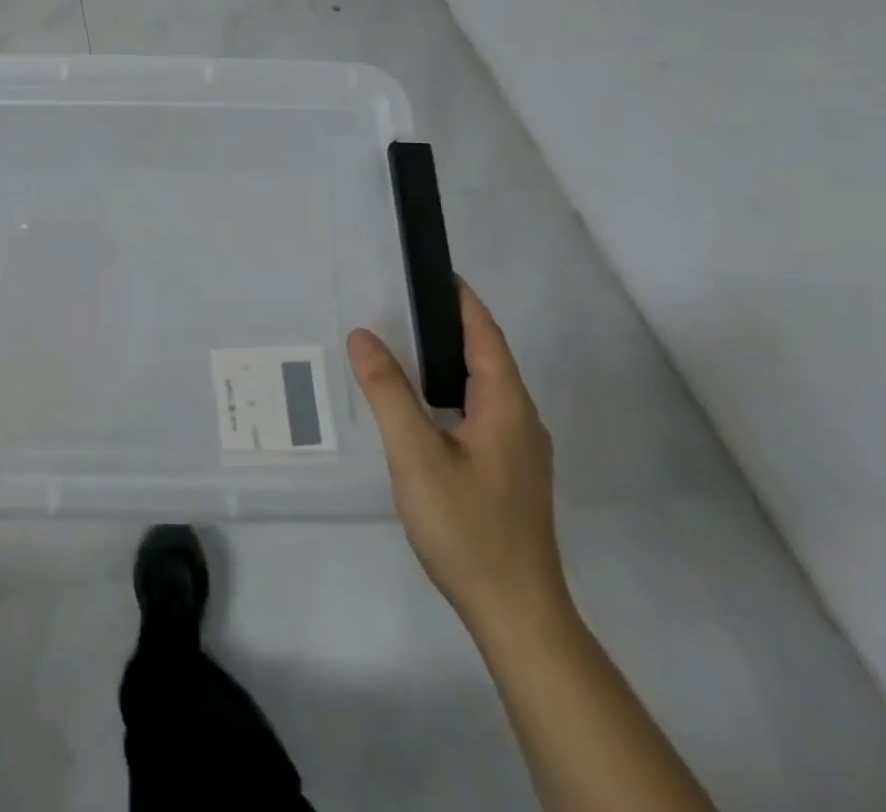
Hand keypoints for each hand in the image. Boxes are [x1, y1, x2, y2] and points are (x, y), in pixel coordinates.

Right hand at [347, 280, 570, 645]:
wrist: (517, 615)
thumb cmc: (467, 527)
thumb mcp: (415, 454)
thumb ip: (388, 391)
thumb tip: (363, 334)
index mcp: (506, 406)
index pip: (486, 335)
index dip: (461, 300)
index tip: (433, 271)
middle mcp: (522, 421)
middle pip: (488, 357)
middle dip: (451, 325)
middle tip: (402, 305)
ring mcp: (521, 452)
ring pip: (485, 389)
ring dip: (451, 360)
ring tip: (405, 348)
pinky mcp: (511, 475)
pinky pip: (482, 414)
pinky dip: (452, 392)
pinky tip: (424, 409)